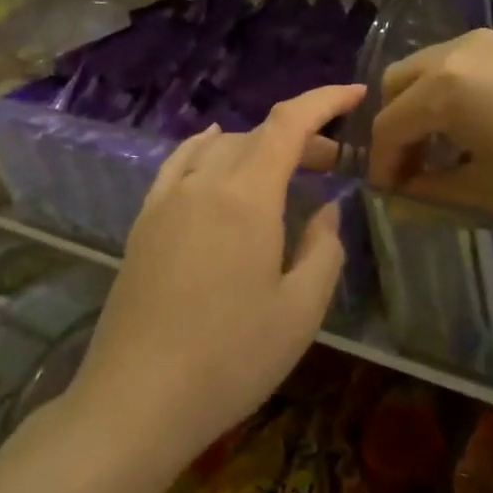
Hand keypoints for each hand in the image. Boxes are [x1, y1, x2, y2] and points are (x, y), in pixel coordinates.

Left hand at [71, 84, 366, 469]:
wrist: (136, 399)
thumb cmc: (229, 359)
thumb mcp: (299, 312)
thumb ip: (323, 250)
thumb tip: (326, 212)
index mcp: (247, 196)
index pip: (289, 123)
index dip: (325, 100)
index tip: (357, 93)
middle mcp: (204, 182)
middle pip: (257, 135)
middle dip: (301, 138)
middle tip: (333, 165)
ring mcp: (167, 199)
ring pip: (221, 147)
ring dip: (258, 148)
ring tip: (284, 172)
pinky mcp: (144, 221)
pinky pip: (180, 163)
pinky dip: (207, 147)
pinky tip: (214, 148)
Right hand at [363, 29, 492, 233]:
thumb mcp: (490, 194)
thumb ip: (432, 194)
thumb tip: (399, 199)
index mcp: (442, 88)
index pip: (389, 125)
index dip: (382, 164)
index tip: (389, 196)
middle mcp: (458, 51)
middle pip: (399, 82)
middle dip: (396, 125)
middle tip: (413, 169)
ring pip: (432, 66)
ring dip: (424, 105)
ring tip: (448, 149)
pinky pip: (467, 62)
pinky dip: (455, 91)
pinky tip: (485, 125)